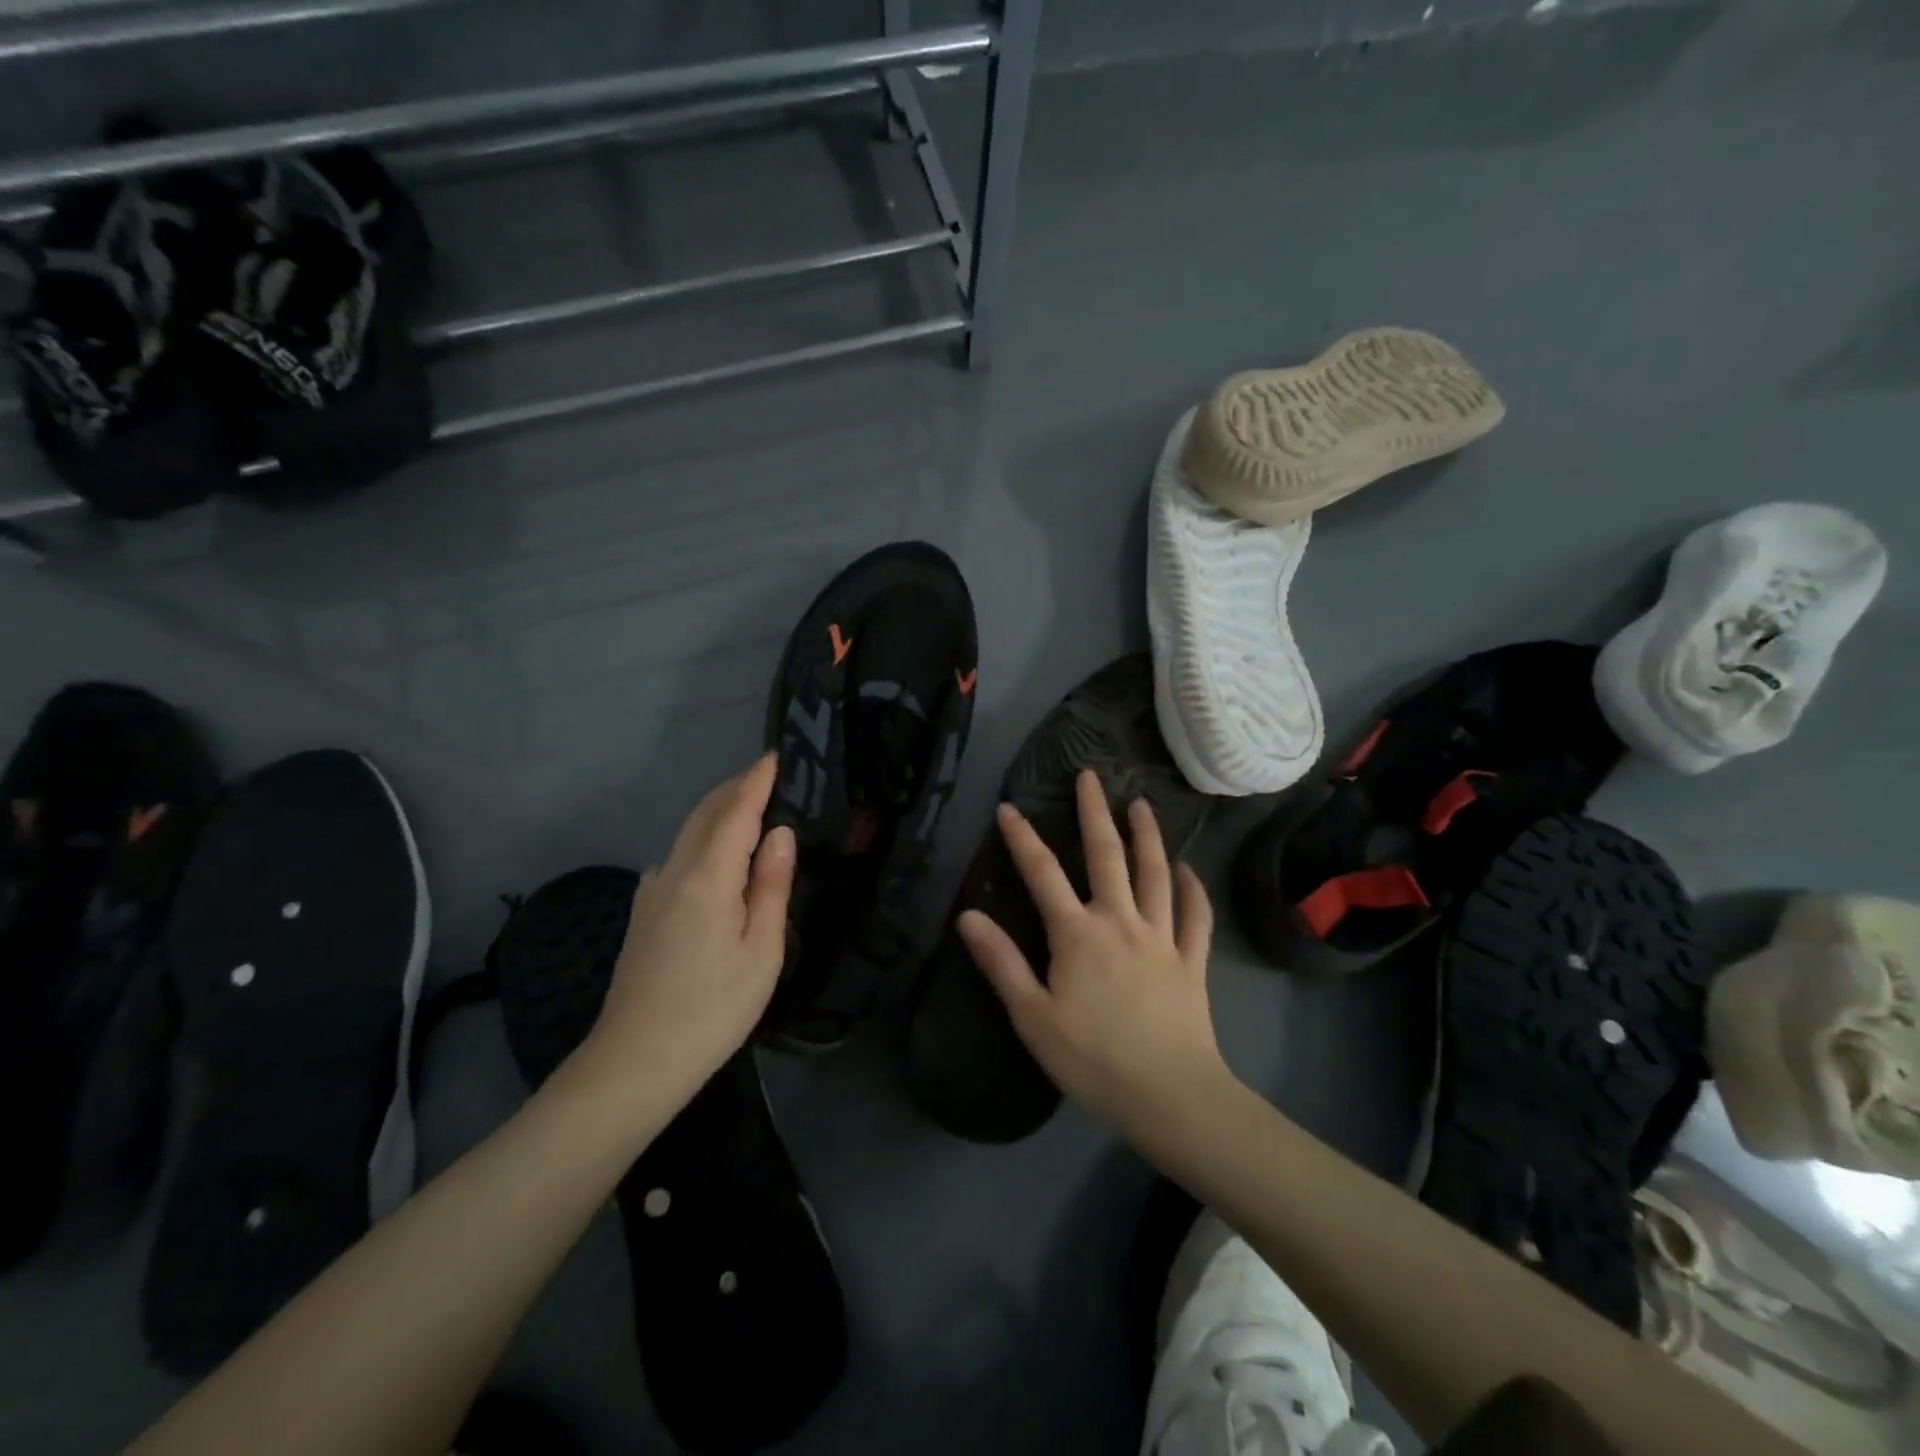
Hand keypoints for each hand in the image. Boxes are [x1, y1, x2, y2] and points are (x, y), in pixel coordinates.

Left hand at [571, 754, 794, 1107]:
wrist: (634, 1063)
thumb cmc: (712, 1010)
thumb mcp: (761, 951)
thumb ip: (771, 886)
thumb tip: (780, 834)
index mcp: (707, 878)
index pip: (735, 813)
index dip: (756, 782)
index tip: (774, 756)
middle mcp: (673, 872)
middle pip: (705, 815)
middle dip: (735, 789)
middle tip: (766, 776)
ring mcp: (652, 892)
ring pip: (688, 834)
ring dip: (718, 812)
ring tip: (749, 809)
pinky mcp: (643, 913)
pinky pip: (678, 857)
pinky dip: (702, 839)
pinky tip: (716, 856)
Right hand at [958, 769, 1225, 1132]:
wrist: (1170, 1095)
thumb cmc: (1093, 1059)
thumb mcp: (1032, 1016)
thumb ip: (1001, 962)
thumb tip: (968, 915)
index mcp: (1077, 934)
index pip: (1042, 873)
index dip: (1023, 838)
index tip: (1009, 807)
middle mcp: (1120, 922)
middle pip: (1107, 856)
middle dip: (1095, 813)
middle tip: (1091, 776)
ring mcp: (1161, 938)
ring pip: (1154, 875)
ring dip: (1147, 836)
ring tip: (1142, 804)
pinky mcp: (1191, 961)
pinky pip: (1195, 917)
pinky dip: (1193, 890)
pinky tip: (1189, 870)